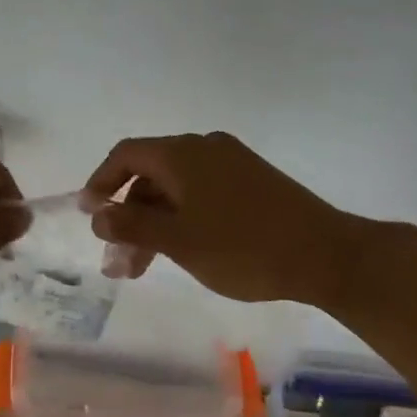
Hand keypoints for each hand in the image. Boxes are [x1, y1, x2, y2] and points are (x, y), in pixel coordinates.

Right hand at [84, 132, 350, 303]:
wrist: (327, 256)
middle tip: (118, 261)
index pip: (126, 154)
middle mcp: (205, 148)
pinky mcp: (253, 182)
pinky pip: (202, 194)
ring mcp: (232, 163)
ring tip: (144, 268)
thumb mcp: (178, 240)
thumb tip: (98, 215)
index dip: (100, 182)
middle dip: (128, 216)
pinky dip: (182, 219)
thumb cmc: (243, 247)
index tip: (89, 216)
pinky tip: (182, 251)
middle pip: (150, 174)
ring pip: (176, 189)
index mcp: (183, 153)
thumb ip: (131, 225)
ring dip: (154, 223)